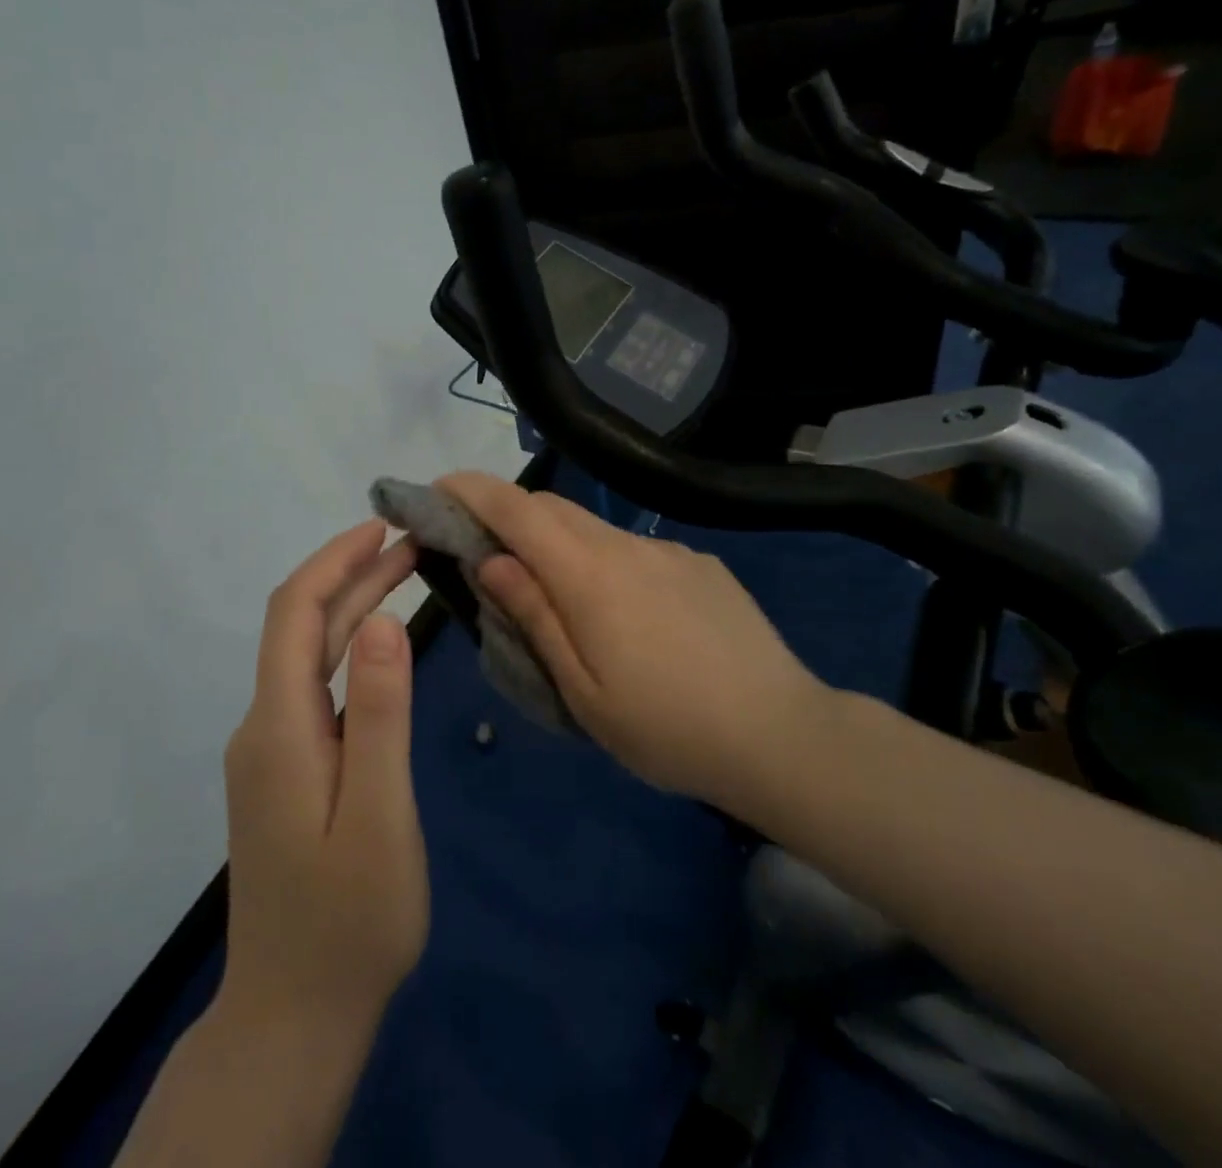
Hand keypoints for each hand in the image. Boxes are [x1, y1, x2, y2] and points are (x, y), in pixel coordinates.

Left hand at [220, 519, 427, 1038]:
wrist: (294, 1016)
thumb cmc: (349, 919)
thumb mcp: (378, 814)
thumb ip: (381, 715)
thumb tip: (384, 622)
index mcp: (280, 727)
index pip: (295, 613)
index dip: (333, 560)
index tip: (381, 526)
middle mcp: (264, 726)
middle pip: (302, 627)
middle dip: (353, 576)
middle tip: (414, 545)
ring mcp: (272, 750)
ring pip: (310, 656)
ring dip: (354, 609)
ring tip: (408, 575)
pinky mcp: (287, 770)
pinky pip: (316, 688)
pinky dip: (351, 650)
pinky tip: (385, 648)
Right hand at [437, 472, 829, 816]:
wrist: (782, 734)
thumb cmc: (666, 727)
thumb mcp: (582, 689)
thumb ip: (534, 616)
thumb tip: (490, 561)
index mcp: (590, 575)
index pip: (518, 511)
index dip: (473, 491)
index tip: (439, 487)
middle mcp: (628, 546)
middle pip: (554, 509)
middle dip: (509, 513)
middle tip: (483, 545)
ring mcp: (670, 552)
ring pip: (596, 530)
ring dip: (558, 542)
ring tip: (554, 593)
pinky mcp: (701, 566)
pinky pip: (636, 551)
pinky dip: (606, 562)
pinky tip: (626, 614)